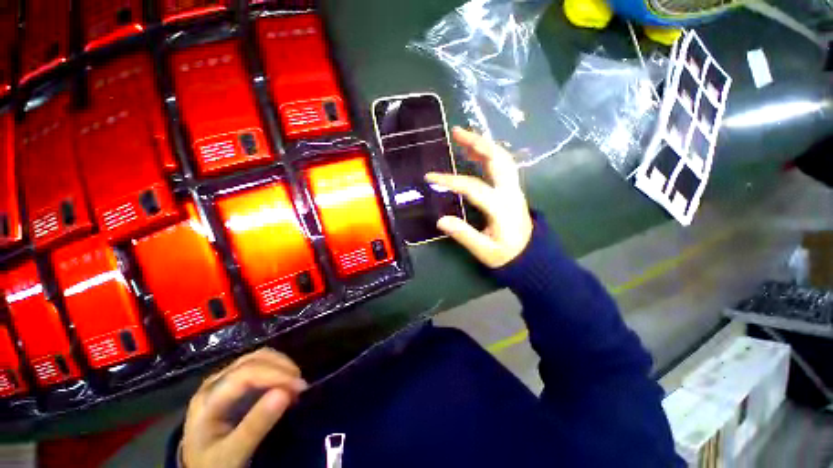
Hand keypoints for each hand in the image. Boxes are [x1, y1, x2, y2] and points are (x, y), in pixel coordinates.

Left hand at [182, 348, 306, 467]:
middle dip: (282, 367)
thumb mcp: (232, 453)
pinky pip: (260, 365)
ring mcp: (224, 380)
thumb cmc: (214, 463)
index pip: (246, 374)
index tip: (300, 387)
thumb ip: (255, 426)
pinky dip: (278, 370)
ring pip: (259, 358)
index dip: (276, 375)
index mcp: (208, 399)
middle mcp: (215, 382)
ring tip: (295, 384)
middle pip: (254, 360)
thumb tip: (286, 393)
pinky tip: (286, 384)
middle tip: (301, 386)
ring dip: (281, 366)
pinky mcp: (234, 382)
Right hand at [425, 127, 532, 268]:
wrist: (531, 256)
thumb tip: (441, 220)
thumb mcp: (484, 251)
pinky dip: (488, 154)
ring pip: (502, 158)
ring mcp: (514, 189)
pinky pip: (502, 165)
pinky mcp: (512, 189)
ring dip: (483, 144)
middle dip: (477, 142)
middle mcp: (510, 192)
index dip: (451, 180)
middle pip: (497, 159)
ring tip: (463, 137)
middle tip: (456, 132)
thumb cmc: (507, 255)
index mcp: (502, 207)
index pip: (473, 187)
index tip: (430, 177)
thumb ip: (464, 235)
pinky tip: (475, 152)